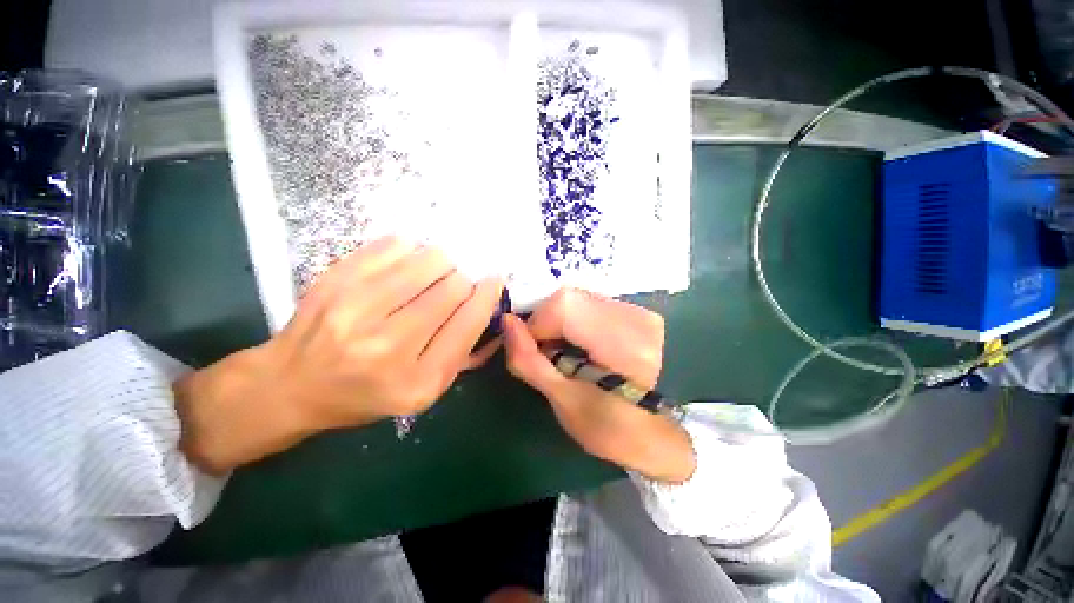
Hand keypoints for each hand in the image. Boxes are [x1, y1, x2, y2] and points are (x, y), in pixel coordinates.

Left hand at [174, 237, 502, 473]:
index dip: (488, 295)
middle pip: (452, 288)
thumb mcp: (423, 390)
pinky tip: (407, 263)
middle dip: (463, 282)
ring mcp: (355, 309)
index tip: (494, 280)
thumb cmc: (366, 394)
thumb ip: (462, 353)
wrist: (289, 386)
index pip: (468, 323)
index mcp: (416, 381)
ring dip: (442, 263)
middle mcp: (387, 346)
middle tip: (456, 285)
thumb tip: (489, 306)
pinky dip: (412, 249)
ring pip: (428, 261)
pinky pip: (395, 245)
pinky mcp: (335, 280)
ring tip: (434, 272)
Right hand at [501, 289, 694, 482]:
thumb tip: (507, 321)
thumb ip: (529, 360)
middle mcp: (637, 319)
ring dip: (561, 321)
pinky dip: (575, 319)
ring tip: (565, 349)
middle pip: (569, 299)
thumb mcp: (561, 399)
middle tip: (549, 353)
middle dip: (548, 323)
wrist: (648, 433)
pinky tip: (580, 342)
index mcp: (623, 345)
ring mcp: (639, 312)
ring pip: (578, 298)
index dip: (538, 325)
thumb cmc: (605, 427)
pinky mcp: (637, 312)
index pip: (564, 307)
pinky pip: (590, 303)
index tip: (536, 352)